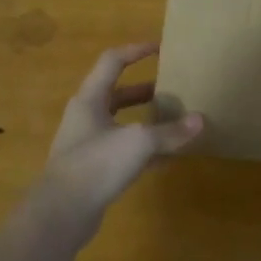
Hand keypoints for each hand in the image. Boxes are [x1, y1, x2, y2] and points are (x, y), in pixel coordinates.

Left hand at [36, 42, 201, 229]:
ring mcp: (89, 145)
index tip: (161, 47)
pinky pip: (124, 151)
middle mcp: (86, 117)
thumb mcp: (139, 142)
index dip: (136, 50)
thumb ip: (170, 131)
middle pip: (118, 94)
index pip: (113, 62)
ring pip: (122, 124)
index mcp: (90, 99)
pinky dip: (145, 150)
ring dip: (146, 121)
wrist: (61, 214)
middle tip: (173, 88)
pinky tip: (168, 156)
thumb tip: (200, 121)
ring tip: (175, 120)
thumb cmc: (96, 164)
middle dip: (145, 90)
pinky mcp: (94, 171)